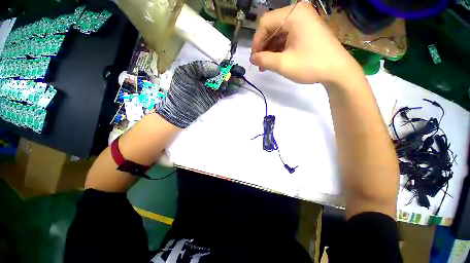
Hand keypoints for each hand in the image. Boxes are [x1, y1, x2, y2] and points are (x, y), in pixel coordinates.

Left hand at [155, 61, 242, 127]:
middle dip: (232, 73)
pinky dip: (231, 89)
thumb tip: (217, 68)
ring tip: (241, 81)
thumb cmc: (181, 90)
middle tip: (241, 72)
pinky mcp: (215, 97)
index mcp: (200, 71)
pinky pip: (225, 92)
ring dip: (233, 81)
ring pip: (225, 83)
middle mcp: (207, 79)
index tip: (231, 67)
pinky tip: (237, 87)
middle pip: (222, 74)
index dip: (224, 67)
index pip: (215, 67)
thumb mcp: (185, 73)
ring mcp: (212, 89)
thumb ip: (199, 67)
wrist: (181, 110)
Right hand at [250, 2, 360, 84]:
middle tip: (260, 63)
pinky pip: (287, 37)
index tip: (254, 58)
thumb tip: (252, 58)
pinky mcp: (307, 30)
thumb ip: (264, 60)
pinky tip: (276, 61)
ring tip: (266, 66)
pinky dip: (280, 49)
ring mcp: (304, 21)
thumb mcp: (283, 64)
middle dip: (263, 47)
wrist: (337, 71)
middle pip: (272, 27)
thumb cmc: (310, 65)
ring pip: (279, 33)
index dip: (257, 41)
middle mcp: (298, 13)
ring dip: (270, 49)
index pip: (265, 23)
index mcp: (293, 15)